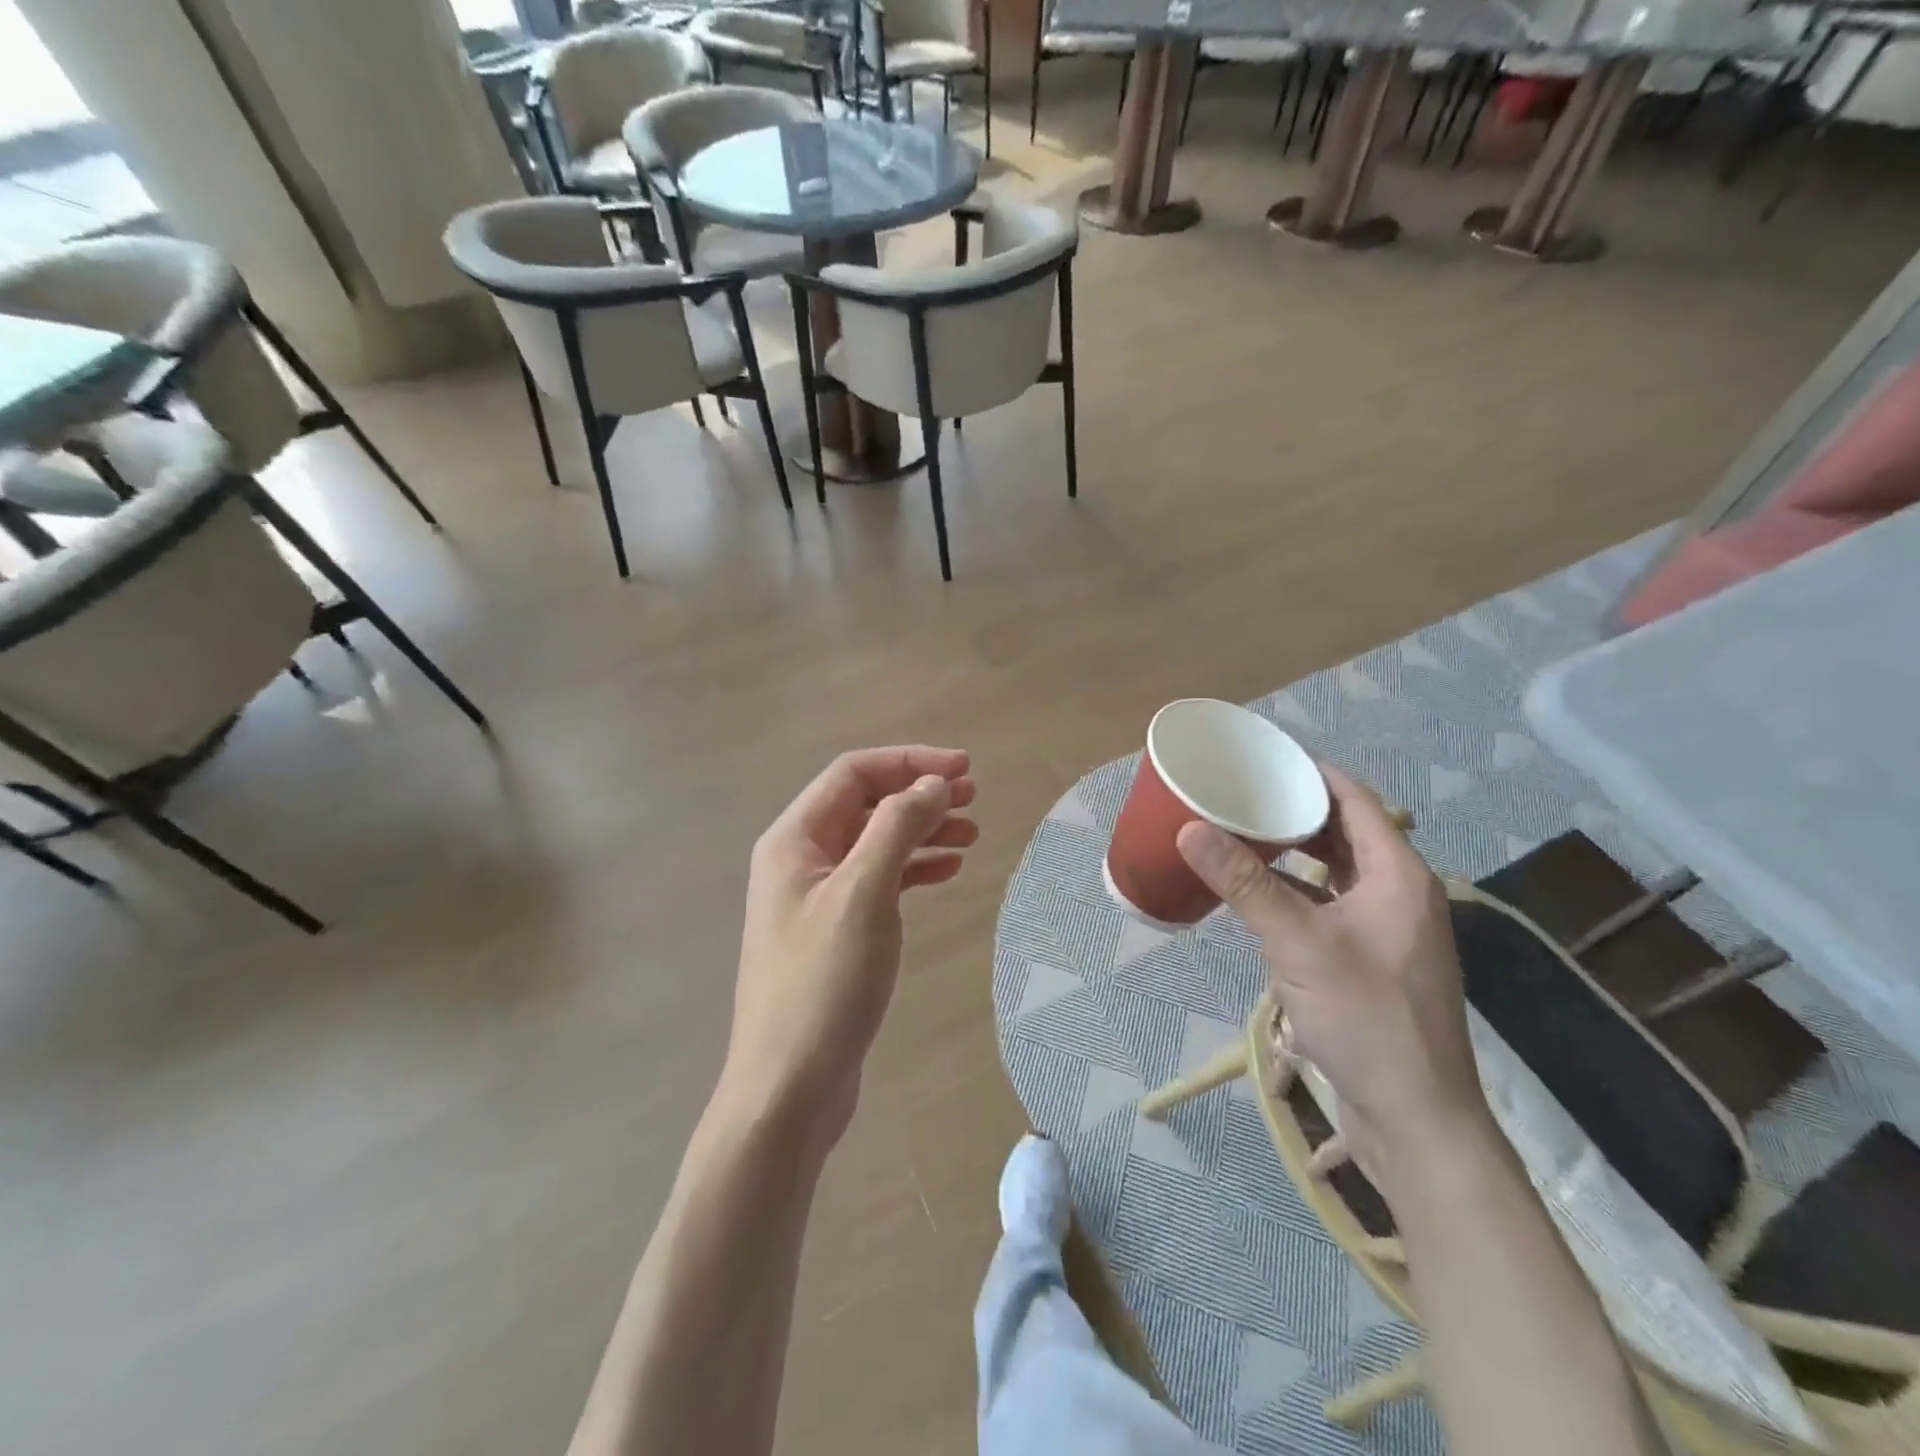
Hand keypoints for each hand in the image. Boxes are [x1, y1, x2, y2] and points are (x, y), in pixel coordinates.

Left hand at [720, 747, 977, 1149]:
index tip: (964, 770)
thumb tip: (933, 784)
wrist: (789, 1088)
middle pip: (865, 805)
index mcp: (793, 839)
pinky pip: (877, 881)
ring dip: (921, 832)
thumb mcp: (863, 895)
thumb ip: (897, 829)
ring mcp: (816, 897)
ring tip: (971, 835)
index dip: (909, 762)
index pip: (853, 774)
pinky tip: (946, 872)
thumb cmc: (823, 984)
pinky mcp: (834, 931)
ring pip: (875, 843)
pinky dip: (912, 870)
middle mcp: (800, 859)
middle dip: (918, 794)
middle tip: (973, 798)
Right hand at [1175, 765, 1487, 1178]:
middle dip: (1294, 811)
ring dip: (1292, 853)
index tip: (1260, 760)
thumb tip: (1189, 828)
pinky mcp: (1369, 961)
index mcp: (1398, 875)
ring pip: (1335, 872)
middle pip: (1344, 832)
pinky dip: (1295, 892)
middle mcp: (1398, 893)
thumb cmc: (1366, 1018)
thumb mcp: (1298, 943)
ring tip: (1239, 834)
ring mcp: (1386, 930)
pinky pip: (1328, 906)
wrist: (1415, 1118)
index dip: (1311, 773)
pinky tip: (1256, 895)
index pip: (1355, 800)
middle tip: (1238, 795)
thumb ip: (1244, 883)